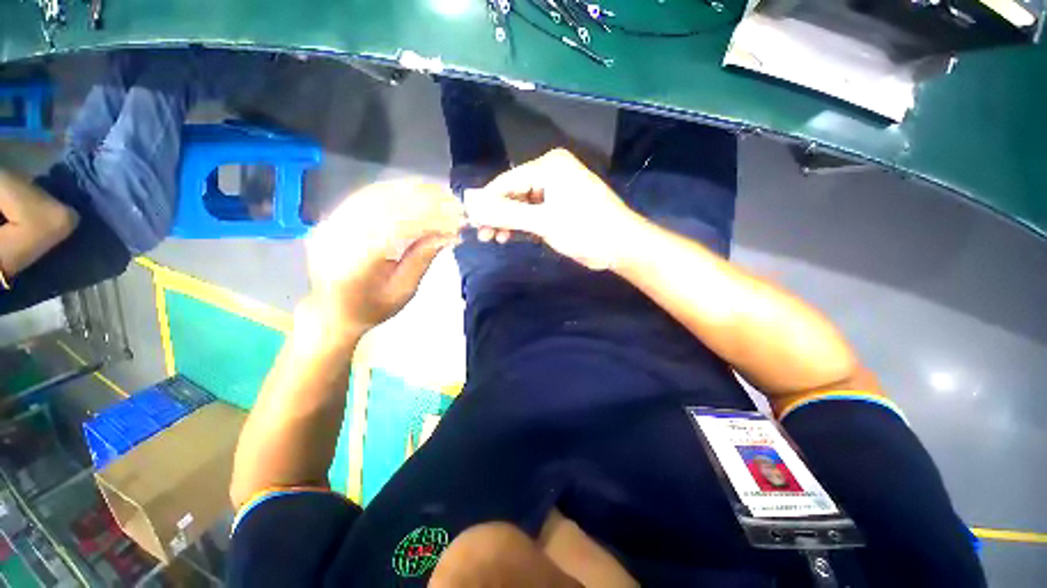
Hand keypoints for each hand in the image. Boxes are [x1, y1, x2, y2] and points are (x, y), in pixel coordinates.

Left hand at [304, 180, 463, 337]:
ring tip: (439, 193)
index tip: (456, 220)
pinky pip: (365, 195)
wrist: (330, 311)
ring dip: (411, 191)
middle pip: (386, 206)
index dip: (430, 220)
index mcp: (355, 263)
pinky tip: (414, 190)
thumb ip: (422, 259)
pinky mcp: (332, 217)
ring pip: (376, 195)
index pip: (397, 228)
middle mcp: (338, 236)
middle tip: (453, 202)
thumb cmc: (370, 308)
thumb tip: (448, 235)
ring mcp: (332, 223)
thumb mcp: (403, 291)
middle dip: (424, 201)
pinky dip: (394, 190)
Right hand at [463, 149, 640, 269]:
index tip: (469, 220)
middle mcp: (551, 172)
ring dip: (507, 221)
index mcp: (548, 167)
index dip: (486, 202)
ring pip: (522, 204)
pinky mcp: (560, 206)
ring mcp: (556, 190)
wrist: (620, 245)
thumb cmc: (584, 229)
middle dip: (496, 214)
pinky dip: (521, 225)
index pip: (507, 182)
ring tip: (493, 238)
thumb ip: (508, 214)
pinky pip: (533, 212)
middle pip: (513, 193)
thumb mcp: (543, 222)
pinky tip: (508, 236)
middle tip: (481, 234)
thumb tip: (474, 207)